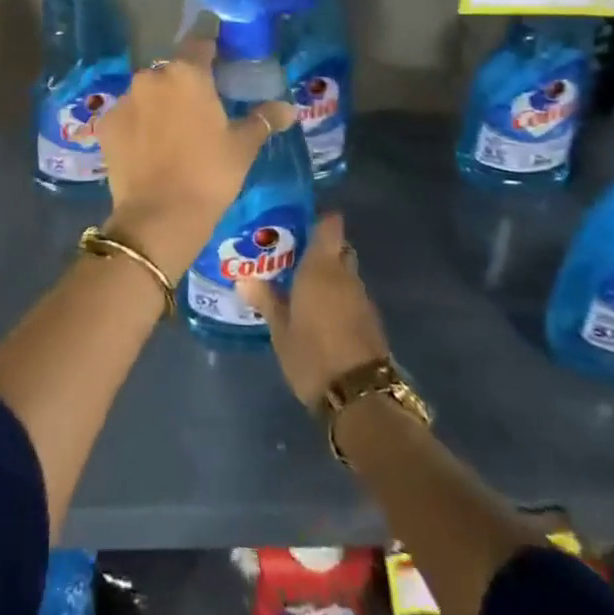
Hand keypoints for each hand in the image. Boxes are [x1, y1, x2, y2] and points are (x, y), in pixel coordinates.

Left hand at [94, 35, 294, 273]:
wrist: (159, 217)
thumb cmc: (209, 174)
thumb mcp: (242, 147)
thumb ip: (263, 119)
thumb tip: (288, 108)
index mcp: (186, 73)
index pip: (201, 43)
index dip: (213, 52)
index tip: (223, 66)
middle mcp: (151, 77)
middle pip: (172, 70)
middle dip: (186, 83)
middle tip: (202, 109)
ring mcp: (124, 100)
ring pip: (148, 93)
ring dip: (160, 104)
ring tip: (174, 133)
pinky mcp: (106, 125)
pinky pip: (128, 116)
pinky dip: (138, 125)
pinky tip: (149, 148)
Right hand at [236, 213, 390, 408]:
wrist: (360, 397)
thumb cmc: (312, 354)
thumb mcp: (280, 329)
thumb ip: (265, 299)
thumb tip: (243, 278)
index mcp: (322, 267)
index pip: (329, 225)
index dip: (317, 217)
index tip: (296, 220)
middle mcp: (346, 275)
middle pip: (337, 248)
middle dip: (318, 249)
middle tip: (290, 256)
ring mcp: (362, 298)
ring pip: (344, 273)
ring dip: (327, 275)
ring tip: (298, 285)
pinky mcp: (370, 320)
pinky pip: (350, 295)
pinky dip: (336, 295)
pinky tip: (316, 310)